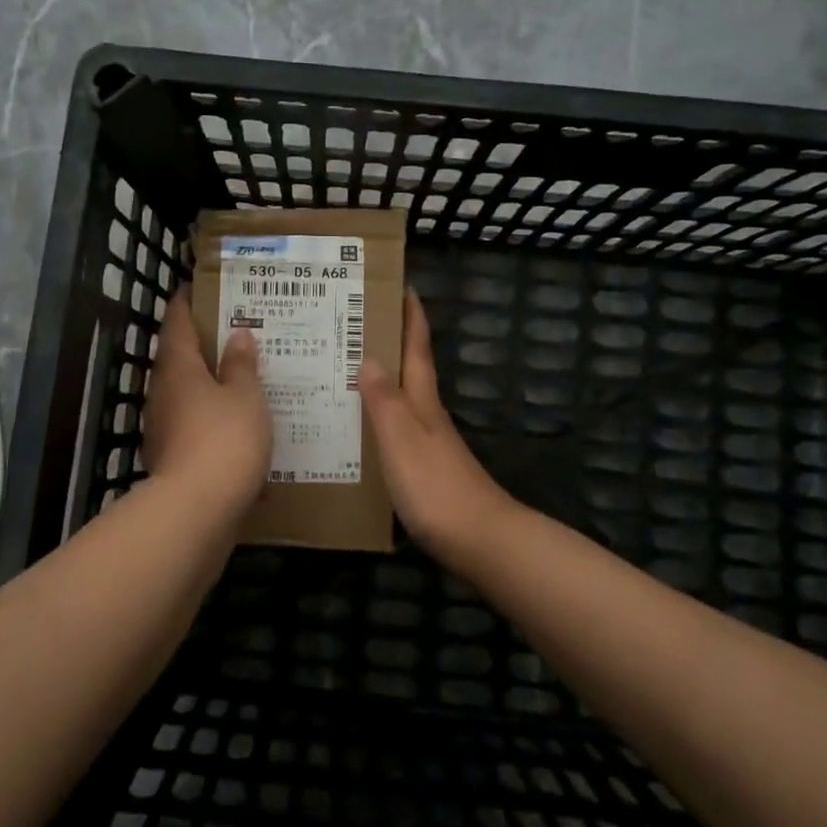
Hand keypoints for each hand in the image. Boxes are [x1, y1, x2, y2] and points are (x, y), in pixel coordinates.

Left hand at [142, 282, 271, 512]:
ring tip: (240, 375)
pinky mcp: (171, 457)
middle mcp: (162, 392)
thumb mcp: (245, 396)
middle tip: (233, 331)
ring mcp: (162, 426)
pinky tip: (234, 421)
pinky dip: (210, 415)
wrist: (197, 510)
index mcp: (177, 367)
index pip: (176, 322)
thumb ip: (241, 365)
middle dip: (201, 344)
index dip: (186, 302)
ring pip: (185, 392)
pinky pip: (192, 423)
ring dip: (207, 382)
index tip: (197, 288)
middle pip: (177, 357)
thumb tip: (237, 335)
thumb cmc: (225, 439)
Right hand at [359, 289, 517, 557]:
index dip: (412, 317)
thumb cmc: (436, 485)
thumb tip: (369, 357)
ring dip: (383, 379)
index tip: (402, 286)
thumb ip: (384, 400)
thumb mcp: (402, 439)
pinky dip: (380, 417)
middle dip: (392, 342)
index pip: (417, 349)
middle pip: (410, 370)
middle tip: (355, 323)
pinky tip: (362, 428)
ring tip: (347, 369)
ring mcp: (430, 443)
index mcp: (423, 402)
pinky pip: (397, 429)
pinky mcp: (425, 469)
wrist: (479, 540)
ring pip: (402, 399)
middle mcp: (428, 415)